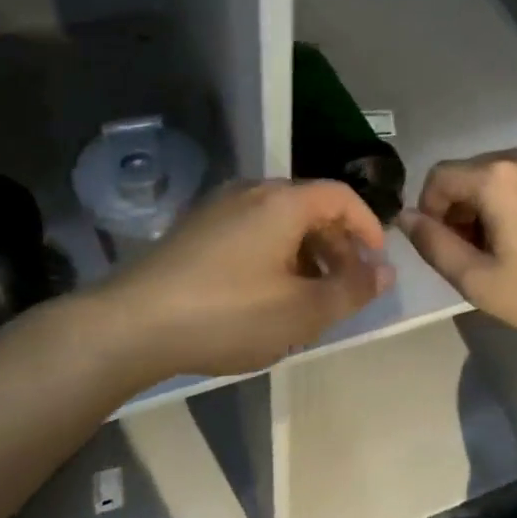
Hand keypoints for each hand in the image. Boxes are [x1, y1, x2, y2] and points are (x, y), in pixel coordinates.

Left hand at [96, 179, 393, 379]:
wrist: (131, 325)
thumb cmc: (228, 313)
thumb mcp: (302, 311)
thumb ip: (352, 289)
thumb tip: (385, 271)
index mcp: (283, 202)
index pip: (342, 196)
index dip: (368, 226)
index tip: (376, 263)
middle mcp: (252, 192)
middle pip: (311, 207)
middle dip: (338, 245)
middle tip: (345, 286)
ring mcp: (218, 207)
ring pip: (280, 221)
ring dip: (306, 252)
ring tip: (308, 296)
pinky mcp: (195, 229)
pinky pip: (252, 230)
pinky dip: (275, 254)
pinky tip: (265, 294)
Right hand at [399, 145, 516, 343]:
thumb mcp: (480, 281)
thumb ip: (433, 245)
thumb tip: (406, 218)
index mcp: (496, 176)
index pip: (439, 177)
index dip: (429, 210)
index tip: (445, 246)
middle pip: (472, 173)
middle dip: (461, 208)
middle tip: (475, 253)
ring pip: (503, 174)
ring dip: (491, 203)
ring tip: (508, 246)